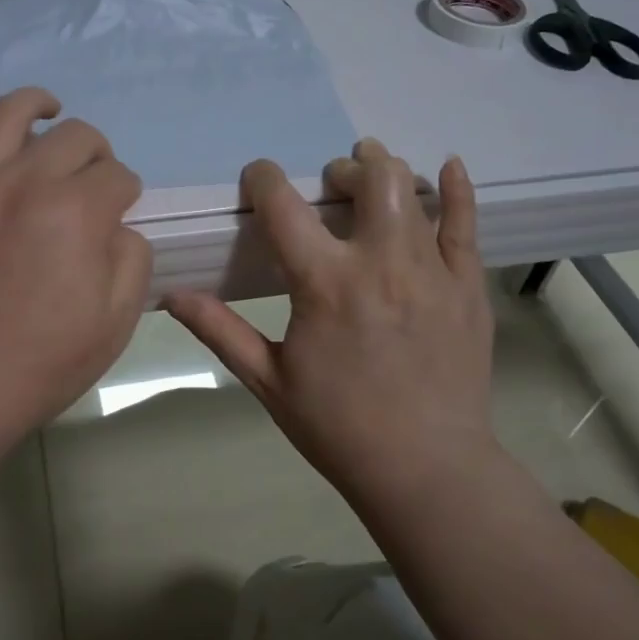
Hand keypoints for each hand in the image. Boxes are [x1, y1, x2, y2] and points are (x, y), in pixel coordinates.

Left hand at [0, 79, 151, 444]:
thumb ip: (131, 258)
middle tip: (93, 180)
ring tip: (49, 109)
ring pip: (9, 115)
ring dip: (38, 105)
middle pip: (75, 137)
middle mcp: (26, 180)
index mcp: (78, 211)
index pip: (118, 176)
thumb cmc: (41, 363)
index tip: (120, 215)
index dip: (126, 194)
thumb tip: (117, 226)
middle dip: (96, 153)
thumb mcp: (116, 321)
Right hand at [163, 139, 495, 511]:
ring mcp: (431, 271)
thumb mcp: (268, 380)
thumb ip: (220, 330)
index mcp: (324, 284)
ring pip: (412, 191)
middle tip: (331, 185)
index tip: (258, 178)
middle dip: (342, 170)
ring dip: (386, 172)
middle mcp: (380, 263)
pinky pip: (467, 224)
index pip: (284, 206)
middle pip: (367, 179)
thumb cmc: (338, 427)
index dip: (264, 178)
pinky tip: (447, 169)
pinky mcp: (468, 287)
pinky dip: (457, 190)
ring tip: (372, 174)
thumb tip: (170, 295)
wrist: (426, 470)